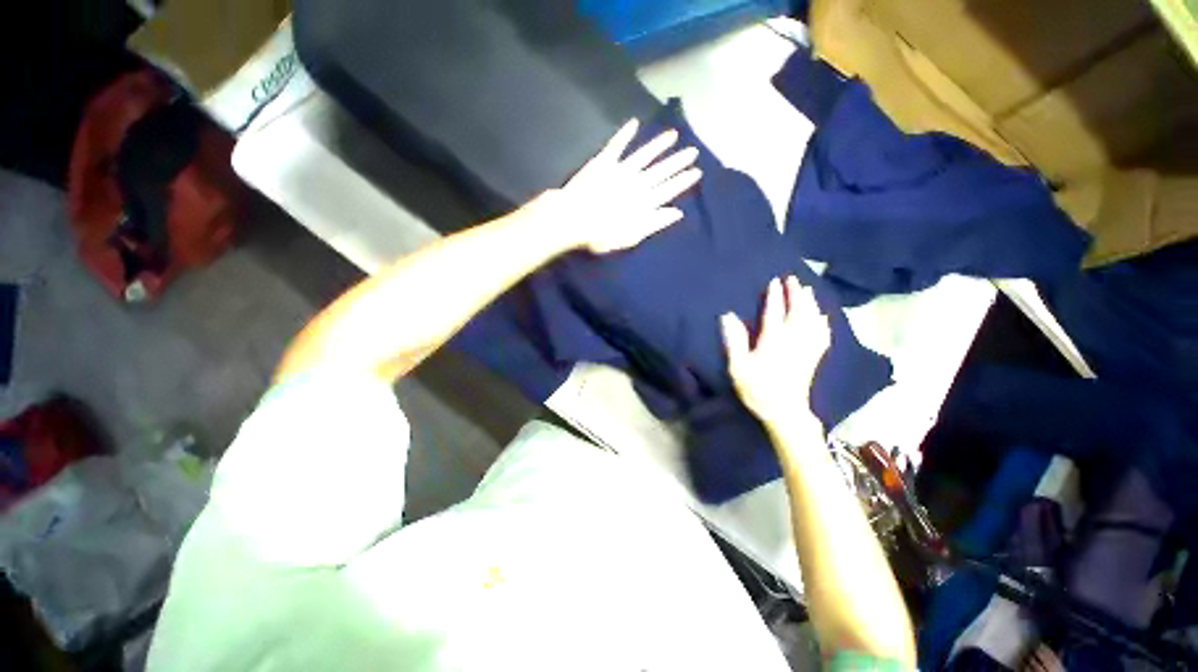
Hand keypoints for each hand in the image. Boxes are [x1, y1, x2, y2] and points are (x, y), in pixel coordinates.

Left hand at [534, 118, 701, 253]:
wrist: (573, 219)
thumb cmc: (602, 234)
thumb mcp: (631, 236)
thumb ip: (654, 223)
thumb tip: (677, 212)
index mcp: (644, 202)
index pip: (668, 189)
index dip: (683, 181)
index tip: (696, 171)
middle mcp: (637, 183)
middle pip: (661, 170)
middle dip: (678, 161)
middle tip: (693, 150)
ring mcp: (620, 170)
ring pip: (644, 155)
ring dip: (659, 145)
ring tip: (673, 135)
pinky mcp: (603, 163)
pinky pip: (616, 145)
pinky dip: (625, 134)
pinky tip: (634, 123)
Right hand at [721, 276, 830, 428]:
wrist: (784, 412)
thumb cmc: (757, 389)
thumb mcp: (738, 367)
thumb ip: (734, 340)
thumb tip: (727, 316)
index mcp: (773, 340)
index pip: (774, 312)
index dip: (774, 296)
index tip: (774, 281)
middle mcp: (793, 339)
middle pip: (797, 311)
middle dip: (795, 293)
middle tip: (793, 278)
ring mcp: (806, 348)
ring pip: (812, 319)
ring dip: (810, 303)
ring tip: (808, 290)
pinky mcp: (814, 357)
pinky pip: (822, 334)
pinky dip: (823, 322)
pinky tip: (823, 317)